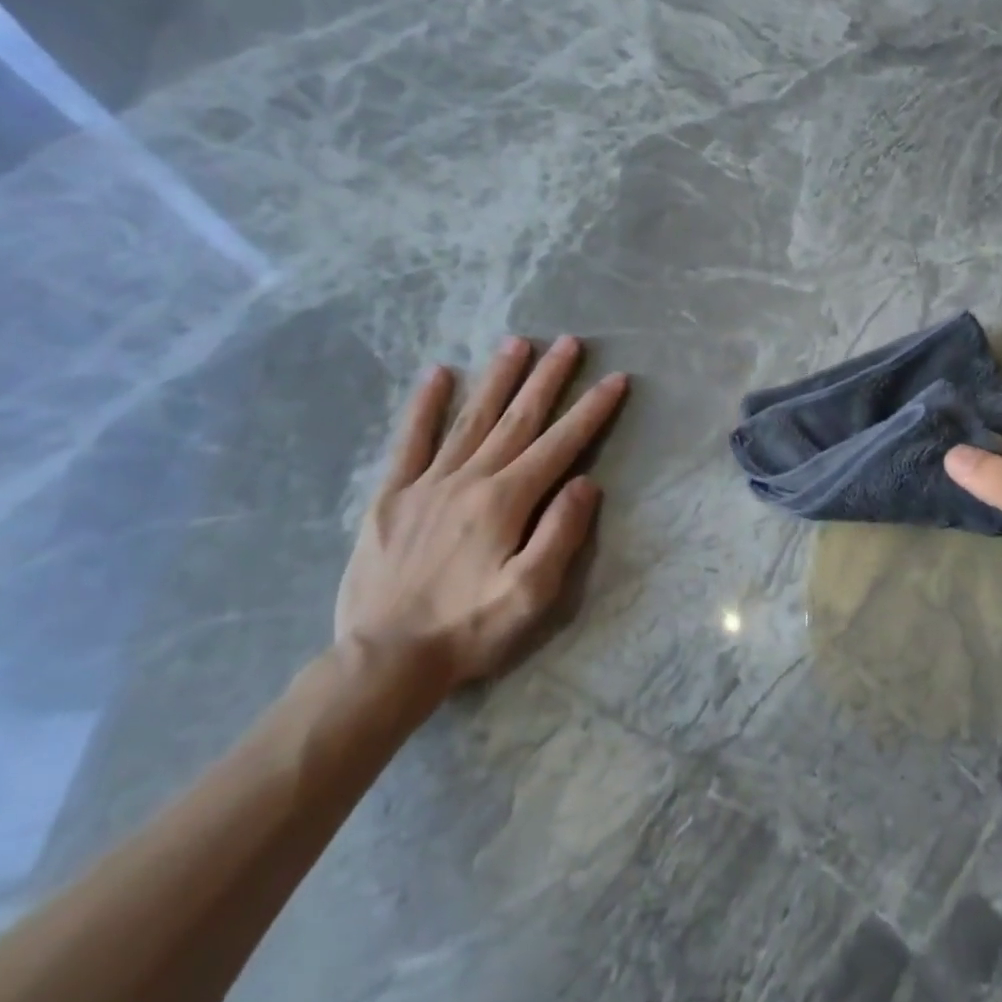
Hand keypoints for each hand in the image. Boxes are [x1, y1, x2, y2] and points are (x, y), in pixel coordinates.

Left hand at [334, 336, 626, 690]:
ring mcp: (426, 483)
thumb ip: (560, 533)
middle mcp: (469, 479)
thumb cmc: (470, 629)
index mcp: (506, 502)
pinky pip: (410, 441)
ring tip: (517, 344)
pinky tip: (439, 375)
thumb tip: (585, 482)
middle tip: (569, 343)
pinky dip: (425, 406)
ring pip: (471, 419)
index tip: (615, 380)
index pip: (560, 445)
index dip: (591, 411)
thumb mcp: (532, 593)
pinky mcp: (392, 496)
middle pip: (517, 419)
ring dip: (497, 379)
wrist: (386, 658)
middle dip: (547, 379)